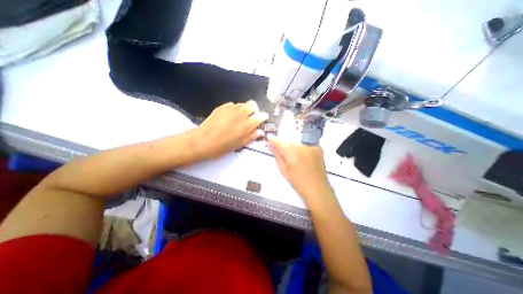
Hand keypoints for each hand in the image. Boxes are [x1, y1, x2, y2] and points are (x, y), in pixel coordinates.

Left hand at [192, 101, 266, 160]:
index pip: (260, 116)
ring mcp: (230, 109)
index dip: (263, 116)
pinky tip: (230, 115)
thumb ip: (251, 136)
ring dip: (244, 109)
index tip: (263, 118)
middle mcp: (240, 114)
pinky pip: (231, 104)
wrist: (203, 141)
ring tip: (240, 117)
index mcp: (246, 125)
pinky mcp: (221, 108)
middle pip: (252, 104)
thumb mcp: (239, 144)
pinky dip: (234, 109)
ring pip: (242, 103)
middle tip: (252, 116)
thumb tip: (260, 132)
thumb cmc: (222, 146)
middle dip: (254, 109)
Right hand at [267, 134, 332, 201]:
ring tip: (293, 155)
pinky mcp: (318, 148)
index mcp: (292, 154)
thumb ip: (277, 156)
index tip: (269, 137)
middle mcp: (302, 147)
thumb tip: (271, 145)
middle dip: (283, 144)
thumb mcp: (284, 170)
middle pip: (289, 141)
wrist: (317, 188)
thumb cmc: (298, 182)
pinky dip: (301, 147)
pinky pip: (306, 143)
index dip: (273, 139)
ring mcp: (311, 146)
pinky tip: (302, 155)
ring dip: (292, 145)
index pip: (280, 142)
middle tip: (281, 150)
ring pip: (297, 141)